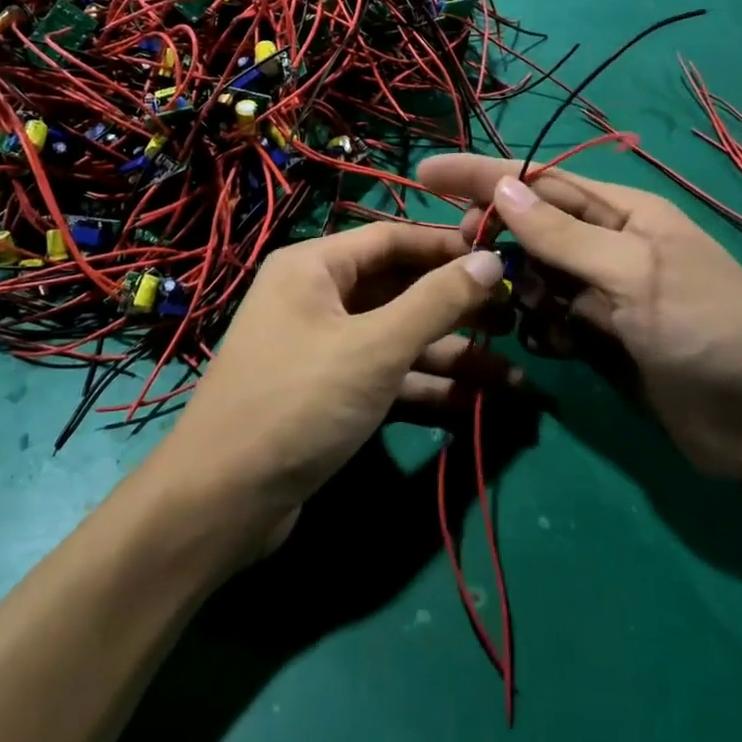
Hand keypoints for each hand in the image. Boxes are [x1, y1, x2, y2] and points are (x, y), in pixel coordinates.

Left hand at [163, 223, 509, 538]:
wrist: (223, 501)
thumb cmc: (299, 402)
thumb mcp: (375, 347)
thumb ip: (437, 301)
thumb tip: (491, 258)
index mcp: (315, 267)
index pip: (392, 239)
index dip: (448, 247)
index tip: (503, 258)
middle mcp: (318, 299)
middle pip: (400, 289)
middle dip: (457, 307)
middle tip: (517, 319)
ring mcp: (325, 349)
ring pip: (399, 338)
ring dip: (453, 354)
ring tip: (516, 373)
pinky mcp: (332, 394)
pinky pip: (389, 376)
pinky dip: (428, 386)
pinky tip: (478, 402)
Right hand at [416, 154, 741, 479]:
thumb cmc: (710, 332)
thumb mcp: (637, 275)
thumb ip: (564, 236)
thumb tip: (501, 188)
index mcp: (626, 214)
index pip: (541, 182)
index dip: (482, 176)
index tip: (426, 173)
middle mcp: (611, 247)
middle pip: (533, 228)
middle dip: (495, 238)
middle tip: (458, 255)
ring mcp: (605, 295)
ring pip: (536, 277)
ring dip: (516, 289)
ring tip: (511, 309)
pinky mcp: (602, 340)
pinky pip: (550, 321)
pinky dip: (538, 329)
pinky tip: (548, 346)